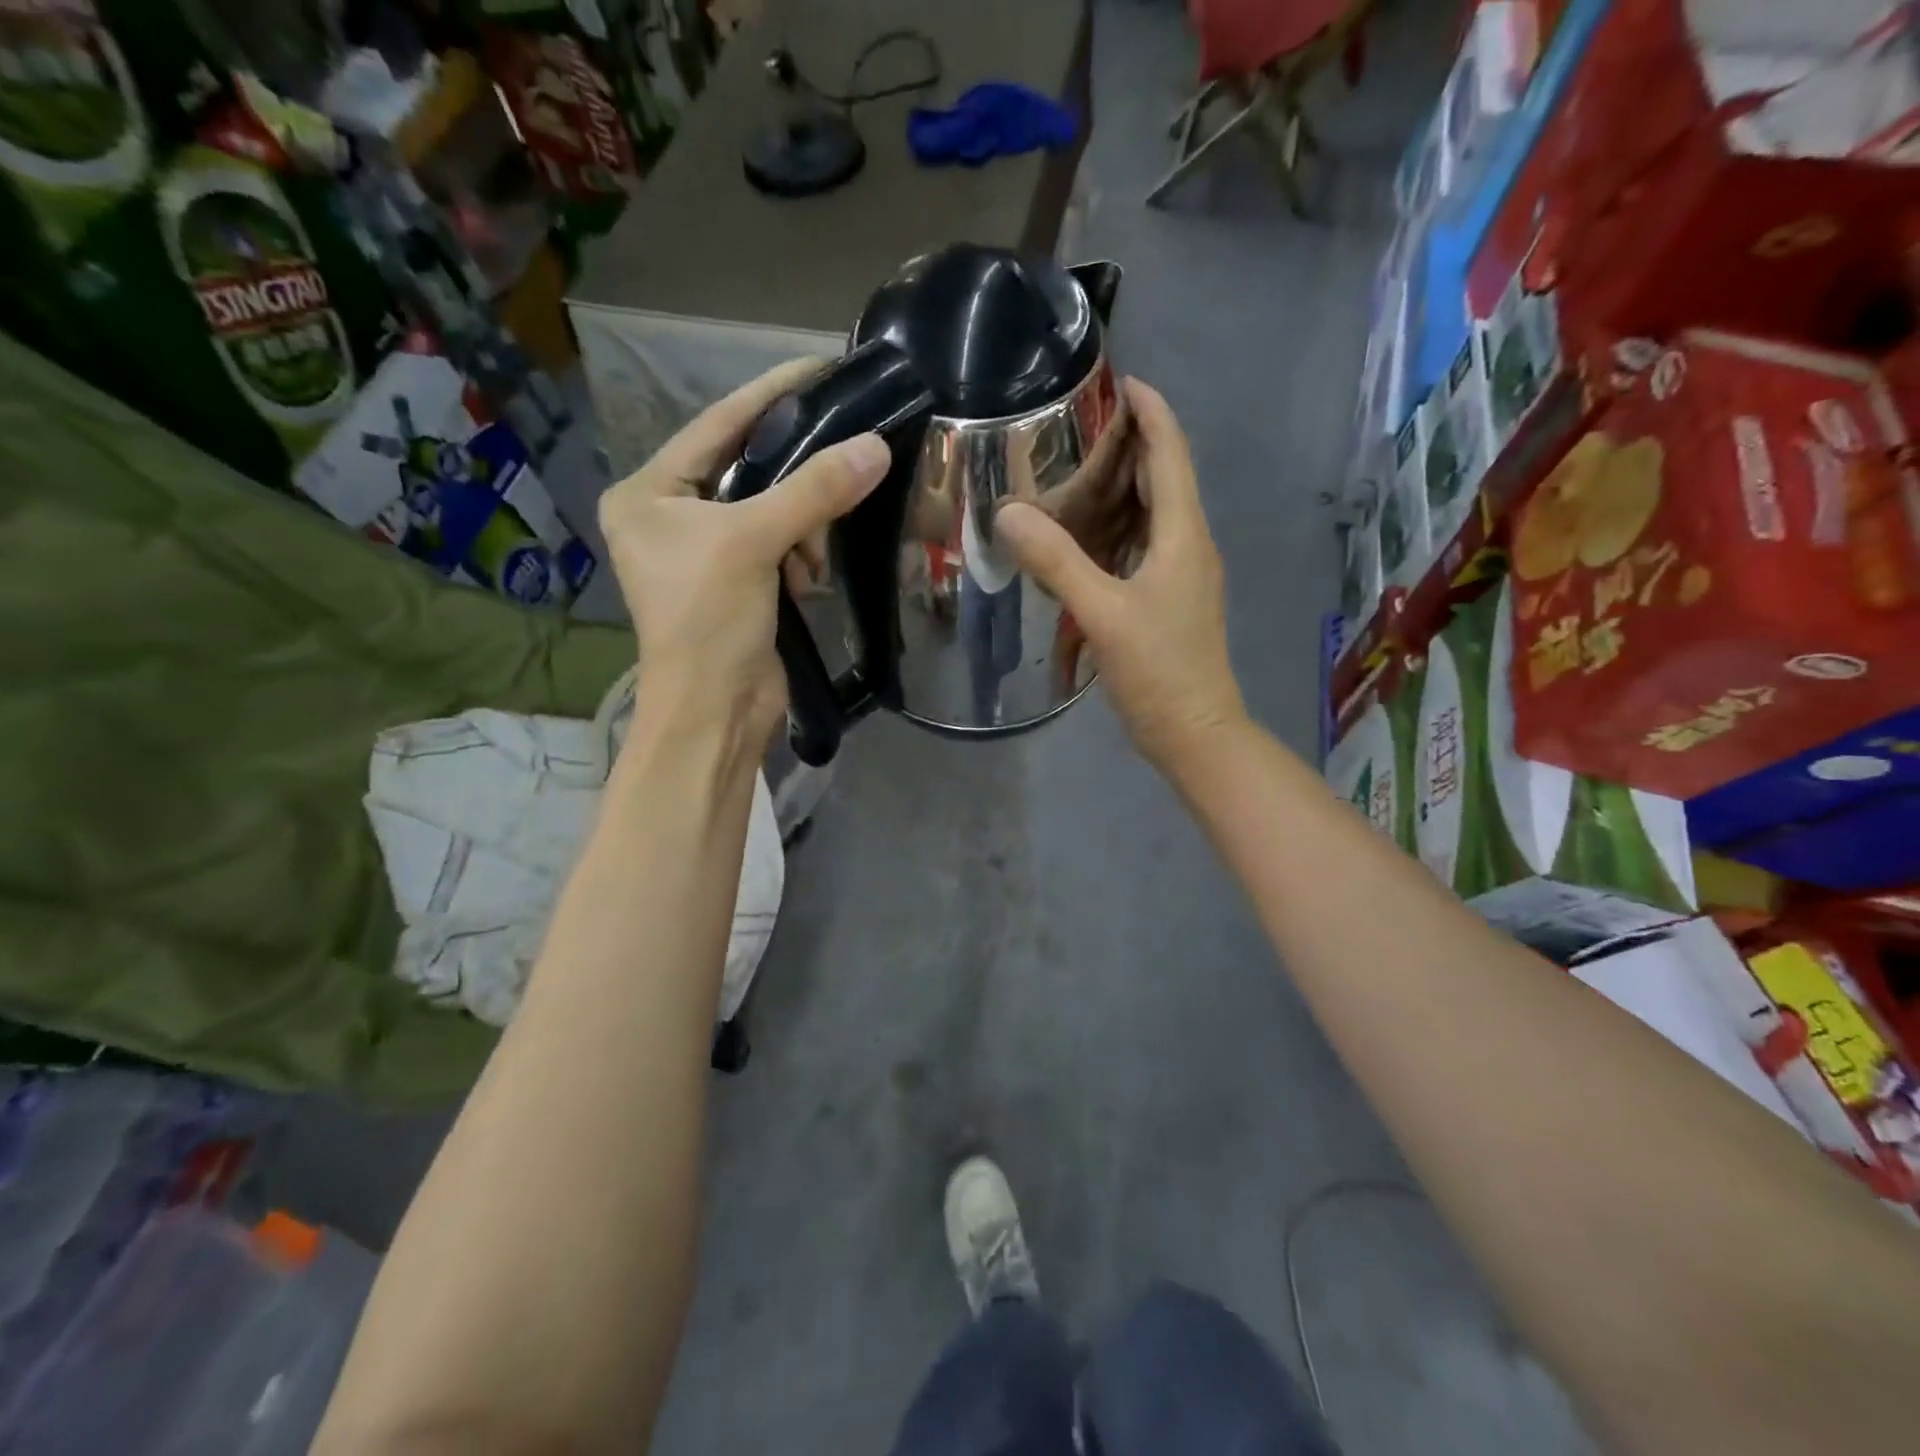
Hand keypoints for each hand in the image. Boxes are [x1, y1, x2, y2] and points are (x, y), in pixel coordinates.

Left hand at [598, 358, 890, 745]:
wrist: (715, 713)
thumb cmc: (709, 621)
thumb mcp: (754, 543)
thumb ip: (814, 490)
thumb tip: (876, 446)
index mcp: (648, 493)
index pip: (717, 425)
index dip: (770, 395)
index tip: (821, 367)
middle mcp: (671, 516)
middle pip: (748, 469)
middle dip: (795, 478)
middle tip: (843, 464)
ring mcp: (706, 554)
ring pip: (772, 510)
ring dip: (801, 528)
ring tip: (809, 559)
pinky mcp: (739, 585)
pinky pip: (781, 547)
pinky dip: (800, 557)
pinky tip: (807, 581)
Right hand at [996, 378, 1246, 773]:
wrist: (1195, 732)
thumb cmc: (1159, 670)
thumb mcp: (1101, 613)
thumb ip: (1057, 562)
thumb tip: (1008, 512)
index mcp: (1182, 535)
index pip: (1170, 453)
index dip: (1150, 411)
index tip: (1120, 379)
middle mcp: (1188, 545)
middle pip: (1163, 478)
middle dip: (1128, 445)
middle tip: (1076, 426)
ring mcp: (1181, 574)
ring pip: (1152, 514)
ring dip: (1121, 488)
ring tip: (1073, 472)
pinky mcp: (1169, 600)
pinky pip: (1142, 547)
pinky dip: (1115, 530)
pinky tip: (1082, 539)